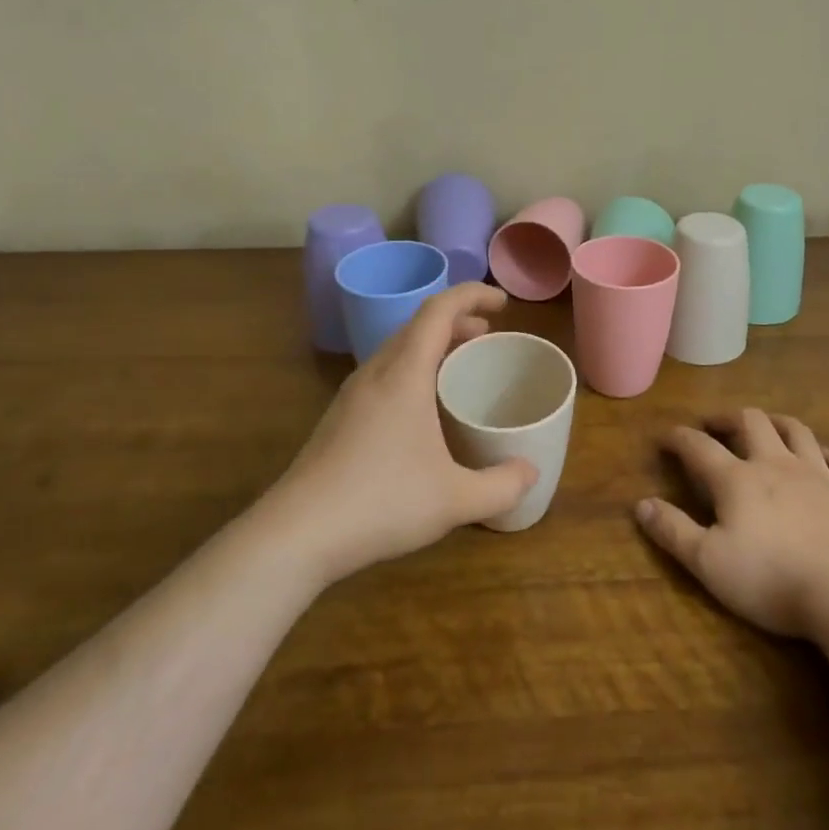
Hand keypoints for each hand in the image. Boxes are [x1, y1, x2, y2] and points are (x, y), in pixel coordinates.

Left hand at [259, 284, 537, 586]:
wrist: (296, 534)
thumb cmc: (381, 503)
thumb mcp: (455, 499)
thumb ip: (501, 486)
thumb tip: (531, 473)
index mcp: (404, 374)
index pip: (439, 310)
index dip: (473, 295)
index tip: (503, 303)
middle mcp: (375, 373)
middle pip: (418, 325)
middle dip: (457, 321)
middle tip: (488, 335)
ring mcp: (351, 395)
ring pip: (397, 349)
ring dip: (432, 345)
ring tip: (459, 364)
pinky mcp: (339, 418)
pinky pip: (384, 373)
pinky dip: (413, 369)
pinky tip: (422, 408)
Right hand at [635, 409, 828, 639]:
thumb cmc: (770, 579)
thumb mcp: (708, 562)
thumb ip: (673, 530)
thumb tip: (641, 504)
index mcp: (737, 479)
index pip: (699, 447)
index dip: (679, 438)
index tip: (665, 437)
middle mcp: (776, 464)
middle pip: (751, 422)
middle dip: (728, 418)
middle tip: (715, 425)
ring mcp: (818, 476)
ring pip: (796, 431)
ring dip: (776, 422)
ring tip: (765, 425)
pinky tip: (823, 459)